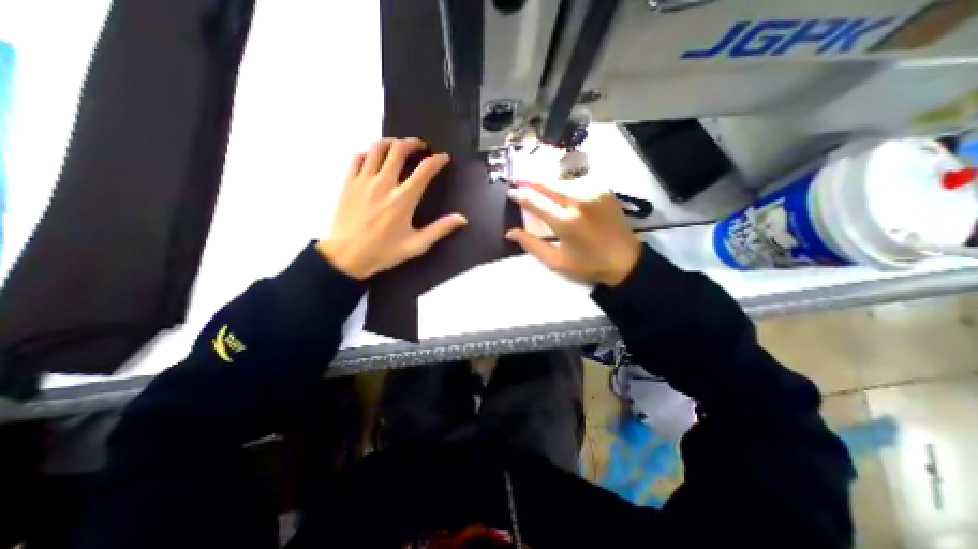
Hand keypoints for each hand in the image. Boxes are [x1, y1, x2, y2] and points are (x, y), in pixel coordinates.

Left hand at [314, 136, 464, 278]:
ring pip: (377, 148)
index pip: (425, 169)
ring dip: (391, 142)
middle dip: (413, 143)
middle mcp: (384, 183)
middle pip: (399, 149)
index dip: (437, 160)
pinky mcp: (348, 183)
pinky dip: (369, 153)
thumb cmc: (384, 252)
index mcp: (404, 199)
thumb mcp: (416, 245)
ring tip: (398, 146)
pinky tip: (374, 159)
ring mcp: (364, 180)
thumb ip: (440, 229)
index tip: (443, 158)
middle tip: (420, 146)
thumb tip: (462, 219)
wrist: (346, 256)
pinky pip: (358, 158)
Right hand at [504, 181, 642, 286]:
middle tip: (516, 178)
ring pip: (561, 180)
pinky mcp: (604, 189)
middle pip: (547, 183)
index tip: (511, 192)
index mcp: (565, 222)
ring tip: (535, 183)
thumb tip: (510, 232)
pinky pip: (577, 182)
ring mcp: (593, 192)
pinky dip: (564, 184)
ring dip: (546, 181)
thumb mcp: (555, 261)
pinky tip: (558, 189)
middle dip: (529, 179)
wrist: (626, 260)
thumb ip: (531, 245)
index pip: (535, 201)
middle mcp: (578, 201)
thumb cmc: (588, 265)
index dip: (520, 195)